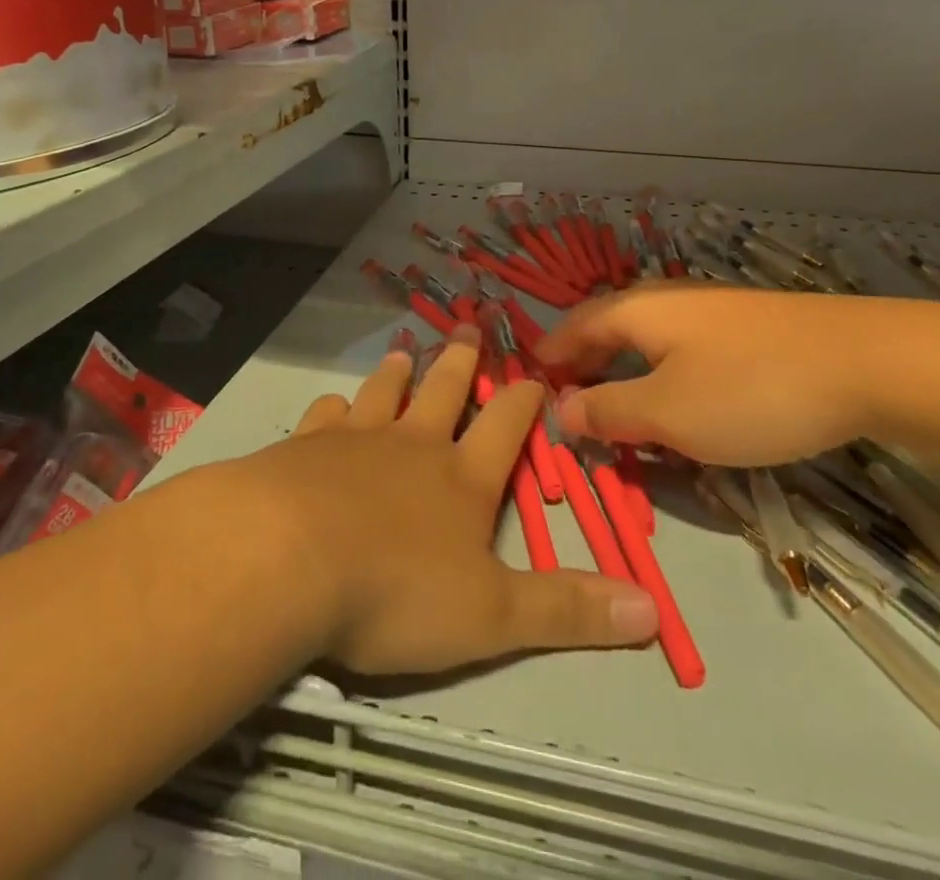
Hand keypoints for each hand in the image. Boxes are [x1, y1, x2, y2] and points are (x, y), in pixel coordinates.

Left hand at [230, 328, 656, 673]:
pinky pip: (324, 415)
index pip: (505, 427)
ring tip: (405, 351)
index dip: (524, 400)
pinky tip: (330, 404)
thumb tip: (652, 608)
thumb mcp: (492, 615)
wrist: (286, 559)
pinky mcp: (303, 447)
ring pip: (383, 393)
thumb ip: (566, 610)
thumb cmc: (396, 591)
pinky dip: (332, 407)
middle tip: (467, 325)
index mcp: (461, 479)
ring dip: (397, 373)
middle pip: (443, 391)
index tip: (535, 374)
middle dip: (460, 361)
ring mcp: (354, 439)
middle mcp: (412, 446)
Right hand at [538, 285, 939, 466]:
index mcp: (637, 311)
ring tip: (618, 406)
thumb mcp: (668, 412)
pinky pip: (683, 348)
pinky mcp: (749, 328)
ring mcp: (712, 310)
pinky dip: (661, 372)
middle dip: (585, 363)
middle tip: (570, 402)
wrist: (869, 362)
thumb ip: (609, 411)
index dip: (550, 355)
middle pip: (609, 327)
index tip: (529, 383)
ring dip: (623, 370)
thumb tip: (561, 408)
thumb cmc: (751, 389)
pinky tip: (679, 398)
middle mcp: (668, 300)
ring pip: (648, 338)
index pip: (574, 327)